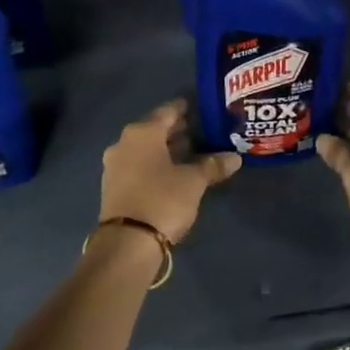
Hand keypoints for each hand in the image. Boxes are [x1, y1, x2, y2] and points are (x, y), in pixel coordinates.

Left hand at [99, 100, 239, 243]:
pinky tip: (174, 173)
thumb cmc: (162, 200)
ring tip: (193, 152)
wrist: (127, 242)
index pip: (168, 111)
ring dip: (167, 150)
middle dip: (177, 131)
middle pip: (155, 130)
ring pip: (146, 150)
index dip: (185, 108)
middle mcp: (124, 143)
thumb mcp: (194, 182)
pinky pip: (139, 166)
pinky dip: (156, 165)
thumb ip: (213, 165)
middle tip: (202, 131)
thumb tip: (235, 157)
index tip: (201, 107)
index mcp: (142, 132)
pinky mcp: (114, 187)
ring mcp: (116, 166)